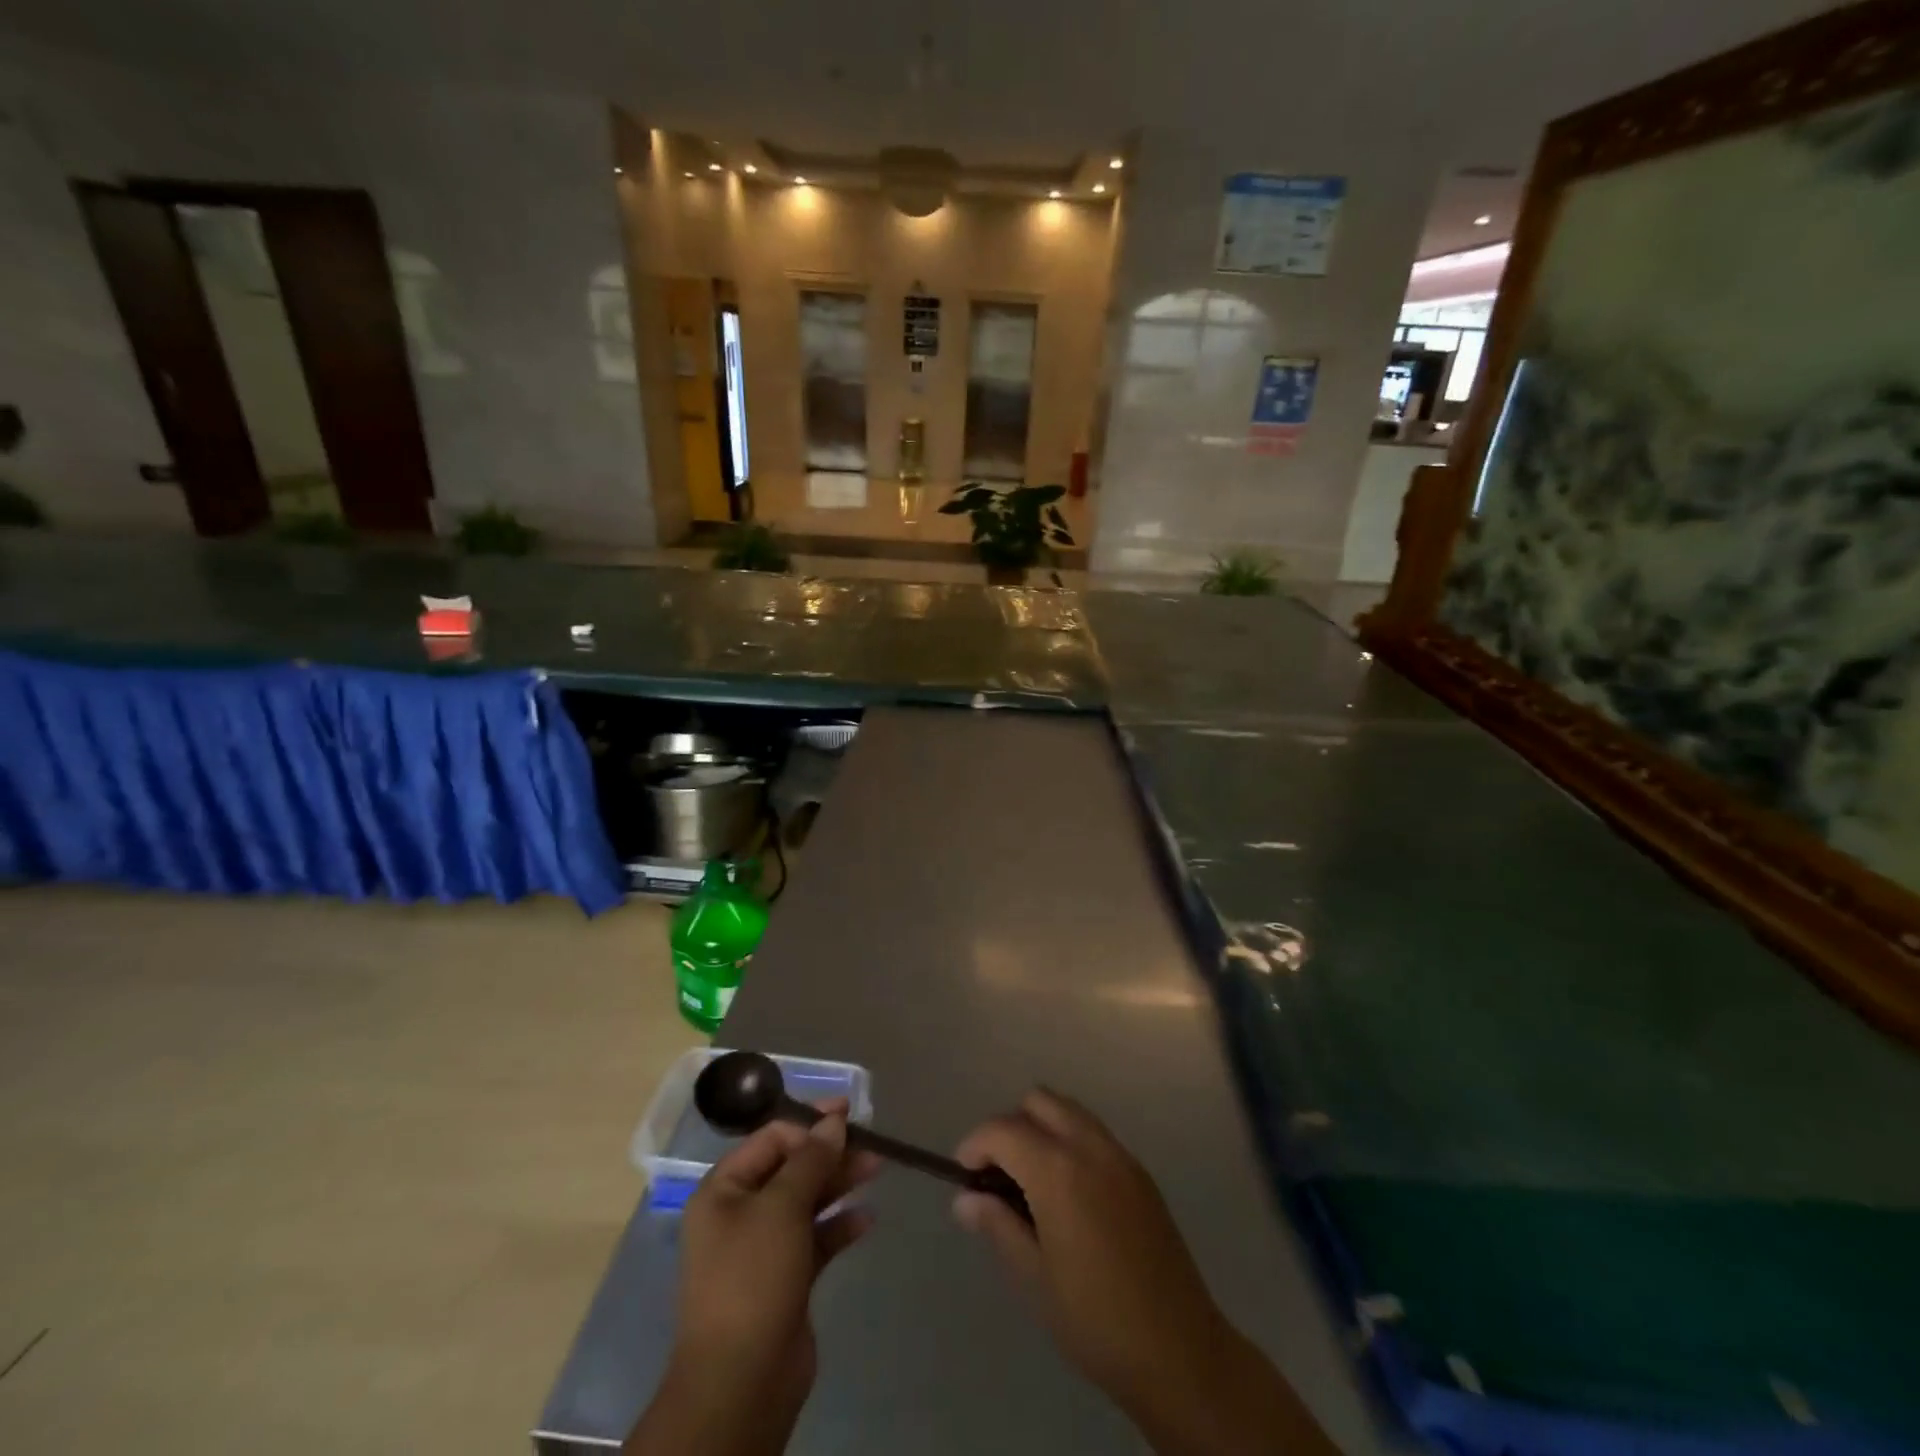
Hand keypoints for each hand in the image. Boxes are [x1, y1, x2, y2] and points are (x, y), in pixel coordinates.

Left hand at [626, 1102, 878, 1455]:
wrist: (742, 1383)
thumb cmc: (752, 1279)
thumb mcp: (781, 1208)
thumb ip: (811, 1160)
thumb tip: (834, 1121)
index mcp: (723, 1190)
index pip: (770, 1138)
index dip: (809, 1123)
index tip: (848, 1115)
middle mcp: (739, 1213)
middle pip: (791, 1168)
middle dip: (830, 1153)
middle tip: (870, 1143)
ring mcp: (762, 1248)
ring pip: (806, 1201)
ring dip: (839, 1183)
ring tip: (876, 1168)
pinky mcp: (785, 1278)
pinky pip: (815, 1239)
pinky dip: (839, 1225)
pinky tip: (867, 1218)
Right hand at [954, 1090, 1334, 1455]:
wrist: (1180, 1351)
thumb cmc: (1096, 1320)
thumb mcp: (1035, 1279)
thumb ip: (998, 1226)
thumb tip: (966, 1199)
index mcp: (1059, 1171)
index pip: (1003, 1130)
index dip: (975, 1144)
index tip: (964, 1175)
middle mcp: (1090, 1147)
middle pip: (1039, 1102)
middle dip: (1010, 1126)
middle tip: (998, 1174)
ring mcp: (1120, 1155)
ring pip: (1069, 1110)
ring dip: (1041, 1128)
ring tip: (1031, 1181)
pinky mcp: (1140, 1172)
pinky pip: (1094, 1133)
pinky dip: (1069, 1141)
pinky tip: (1068, 1193)